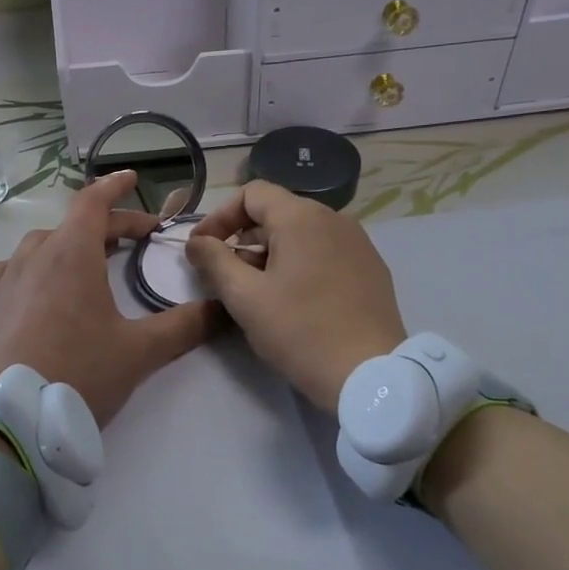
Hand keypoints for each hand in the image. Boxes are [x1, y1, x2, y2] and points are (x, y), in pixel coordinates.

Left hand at [0, 170, 215, 425]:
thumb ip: (185, 326)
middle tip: (134, 241)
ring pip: (38, 247)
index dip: (115, 186)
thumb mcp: (139, 352)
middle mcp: (33, 257)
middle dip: (106, 226)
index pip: (93, 202)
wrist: (8, 421)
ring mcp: (2, 281)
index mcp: (71, 255)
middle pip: (71, 226)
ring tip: (86, 263)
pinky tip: (36, 288)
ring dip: (67, 245)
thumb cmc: (78, 375)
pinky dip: (31, 268)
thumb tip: (223, 308)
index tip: (133, 177)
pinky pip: (9, 271)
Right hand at [185, 182, 405, 412]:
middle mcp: (334, 218)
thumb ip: (214, 261)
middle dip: (243, 239)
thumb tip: (196, 242)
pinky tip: (294, 300)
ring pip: (301, 234)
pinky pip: (324, 251)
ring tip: (257, 292)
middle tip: (225, 277)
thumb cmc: (300, 331)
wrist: (371, 375)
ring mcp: (358, 243)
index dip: (220, 217)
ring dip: (270, 253)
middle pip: (276, 212)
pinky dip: (299, 264)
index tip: (203, 249)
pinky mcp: (371, 268)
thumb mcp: (245, 298)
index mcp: (301, 217)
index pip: (251, 193)